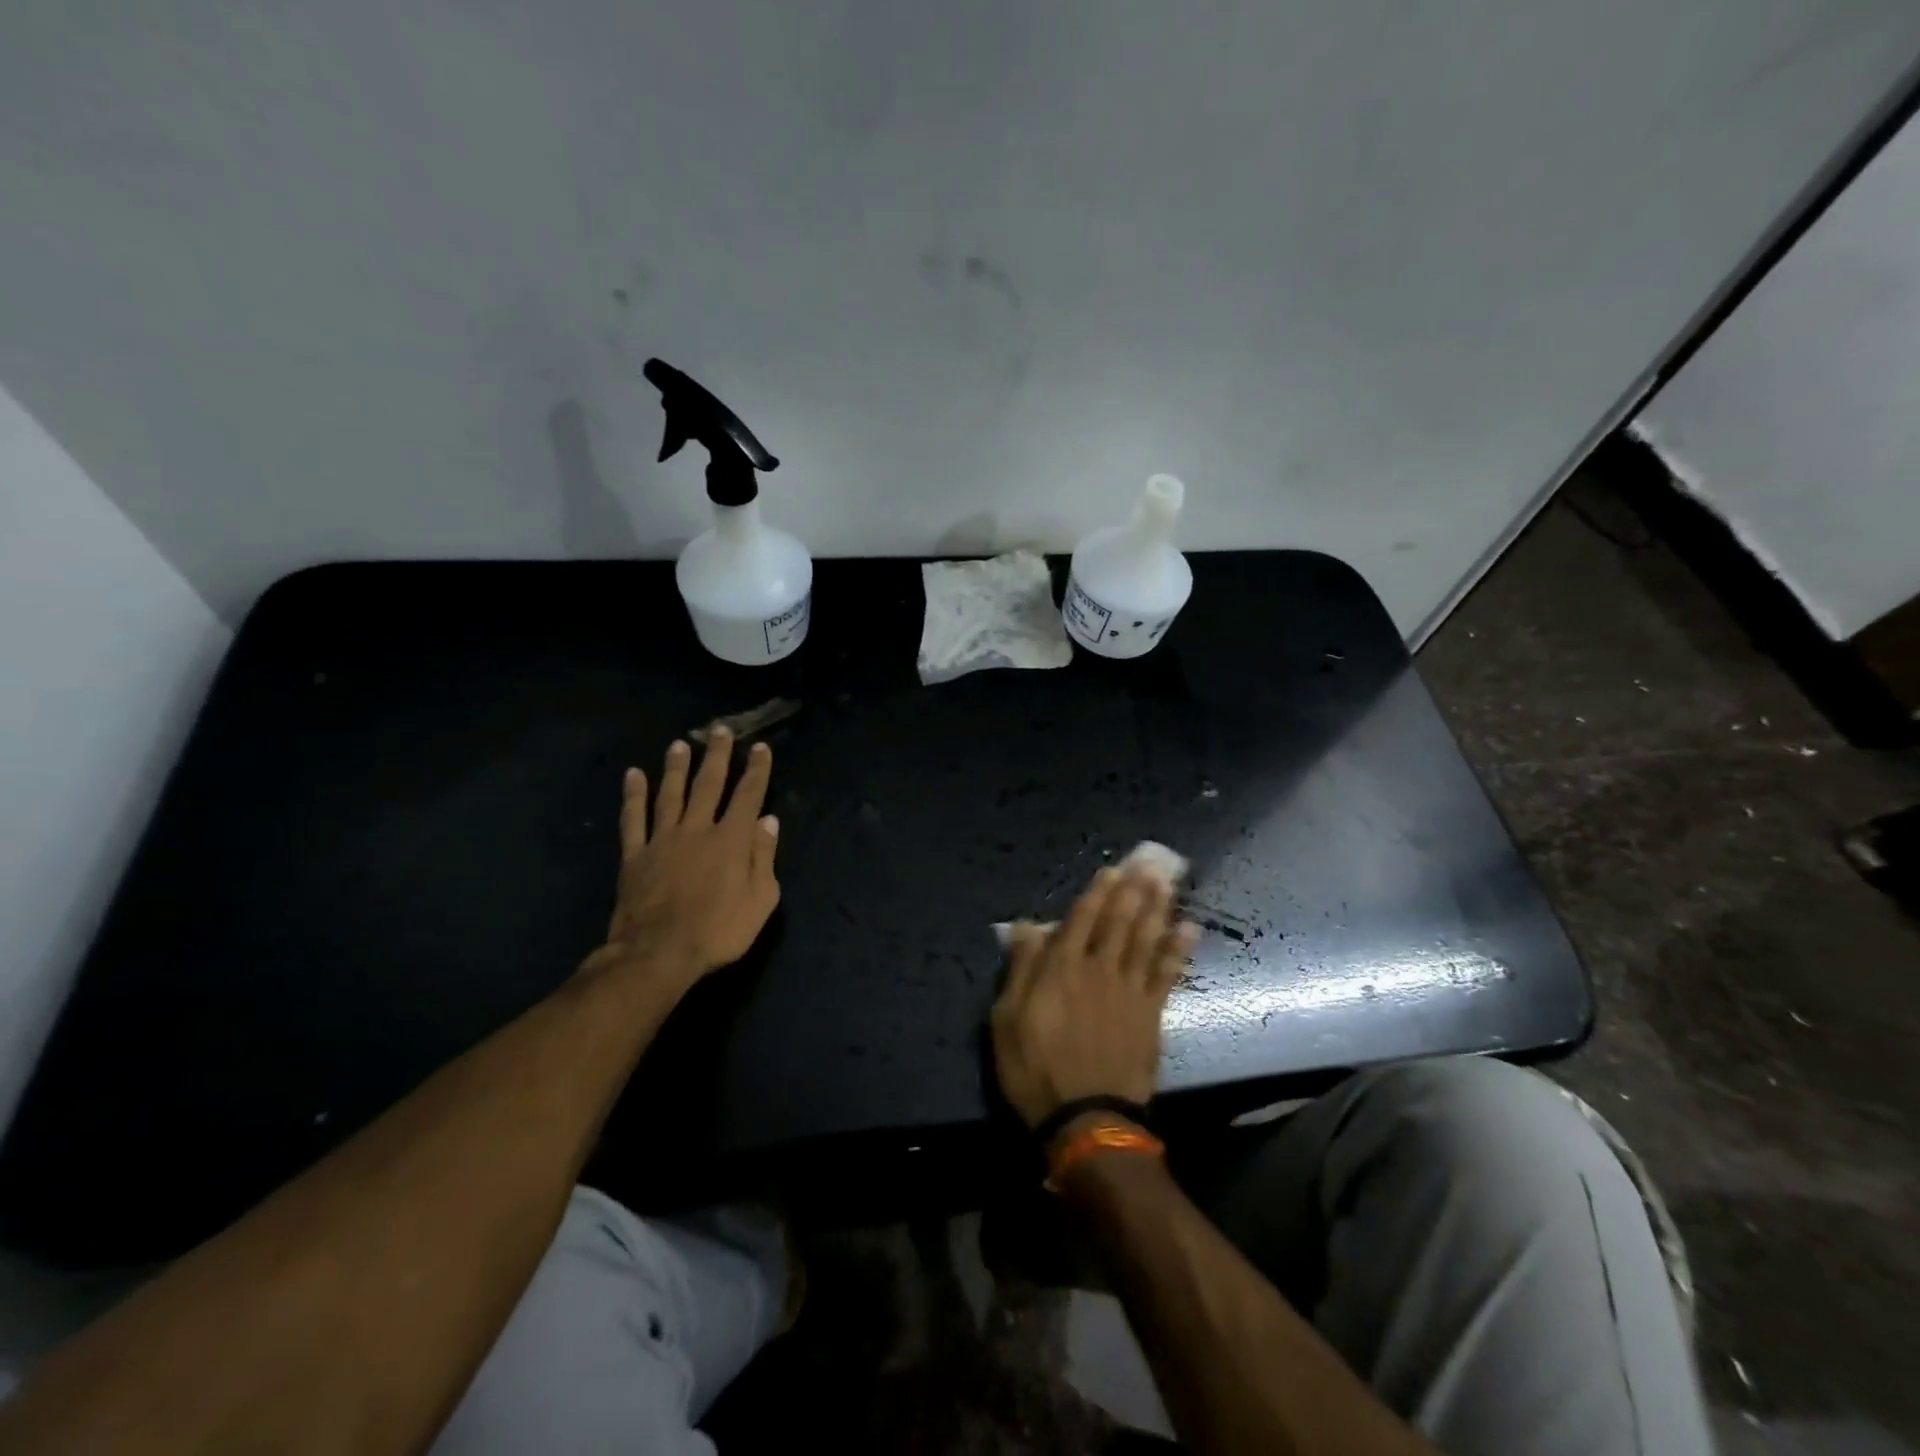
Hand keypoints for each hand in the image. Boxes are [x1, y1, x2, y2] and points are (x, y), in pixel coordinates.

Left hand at [598, 728, 780, 984]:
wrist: (658, 953)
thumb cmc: (719, 931)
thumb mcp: (761, 900)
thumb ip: (764, 857)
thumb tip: (768, 821)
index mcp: (731, 840)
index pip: (749, 795)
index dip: (757, 770)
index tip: (760, 747)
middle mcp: (697, 829)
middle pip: (708, 784)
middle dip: (717, 755)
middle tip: (720, 730)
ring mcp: (663, 839)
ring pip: (670, 793)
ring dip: (677, 767)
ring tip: (680, 744)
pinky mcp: (635, 855)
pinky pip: (633, 818)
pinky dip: (633, 795)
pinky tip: (633, 775)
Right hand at [991, 867, 1195, 1130]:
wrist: (1086, 1119)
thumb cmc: (1036, 1069)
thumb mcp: (1007, 1020)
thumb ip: (1021, 969)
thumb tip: (1026, 926)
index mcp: (1062, 968)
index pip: (1082, 920)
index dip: (1097, 893)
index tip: (1111, 870)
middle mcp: (1099, 970)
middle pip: (1120, 922)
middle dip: (1133, 890)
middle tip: (1149, 863)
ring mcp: (1129, 991)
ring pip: (1145, 939)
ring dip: (1157, 908)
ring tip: (1168, 882)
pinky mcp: (1151, 1014)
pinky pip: (1167, 973)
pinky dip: (1177, 949)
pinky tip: (1188, 928)